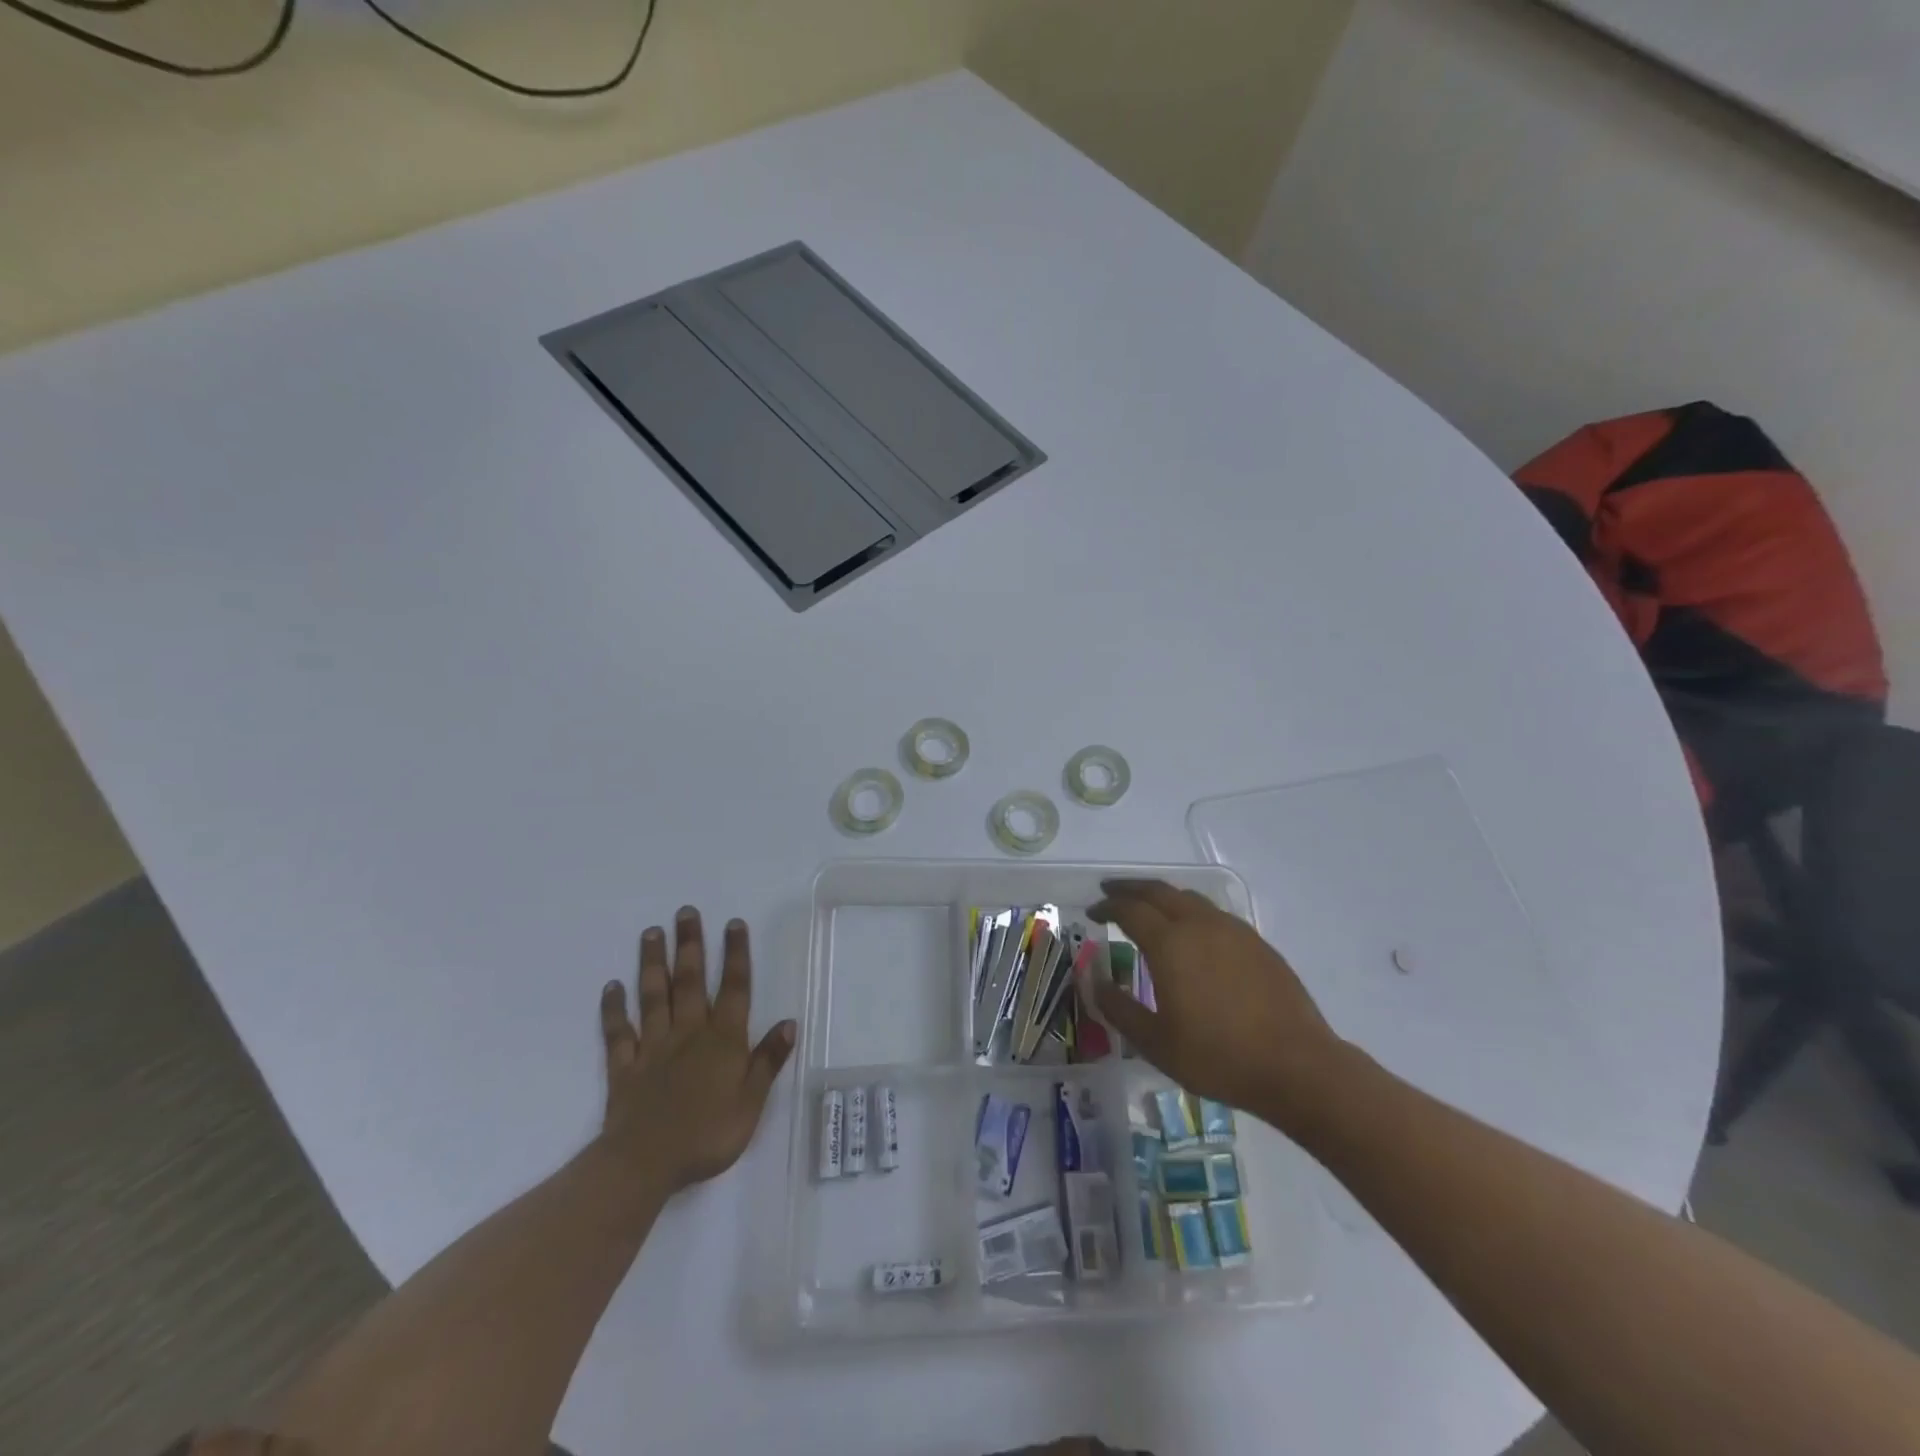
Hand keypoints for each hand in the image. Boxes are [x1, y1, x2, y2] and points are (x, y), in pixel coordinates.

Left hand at [597, 906, 795, 1193]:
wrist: (645, 1164)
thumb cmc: (707, 1135)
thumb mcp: (751, 1102)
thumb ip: (767, 1061)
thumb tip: (788, 1022)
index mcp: (723, 1040)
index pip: (733, 989)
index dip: (735, 955)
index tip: (733, 923)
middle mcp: (689, 1033)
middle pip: (690, 981)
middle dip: (690, 944)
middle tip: (685, 912)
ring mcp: (653, 1046)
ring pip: (654, 996)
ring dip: (653, 963)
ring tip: (651, 933)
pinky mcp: (624, 1066)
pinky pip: (618, 1032)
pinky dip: (614, 1009)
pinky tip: (612, 987)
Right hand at [1087, 879, 1343, 1127]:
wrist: (1297, 1066)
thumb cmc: (1218, 1057)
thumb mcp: (1155, 1042)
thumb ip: (1118, 1007)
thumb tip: (1093, 979)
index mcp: (1170, 944)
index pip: (1129, 910)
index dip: (1107, 906)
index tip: (1092, 911)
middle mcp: (1199, 925)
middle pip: (1158, 891)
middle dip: (1130, 888)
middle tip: (1111, 891)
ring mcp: (1233, 930)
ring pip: (1189, 898)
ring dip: (1161, 896)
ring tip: (1148, 907)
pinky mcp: (1257, 943)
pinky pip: (1213, 913)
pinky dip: (1190, 910)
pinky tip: (1191, 932)